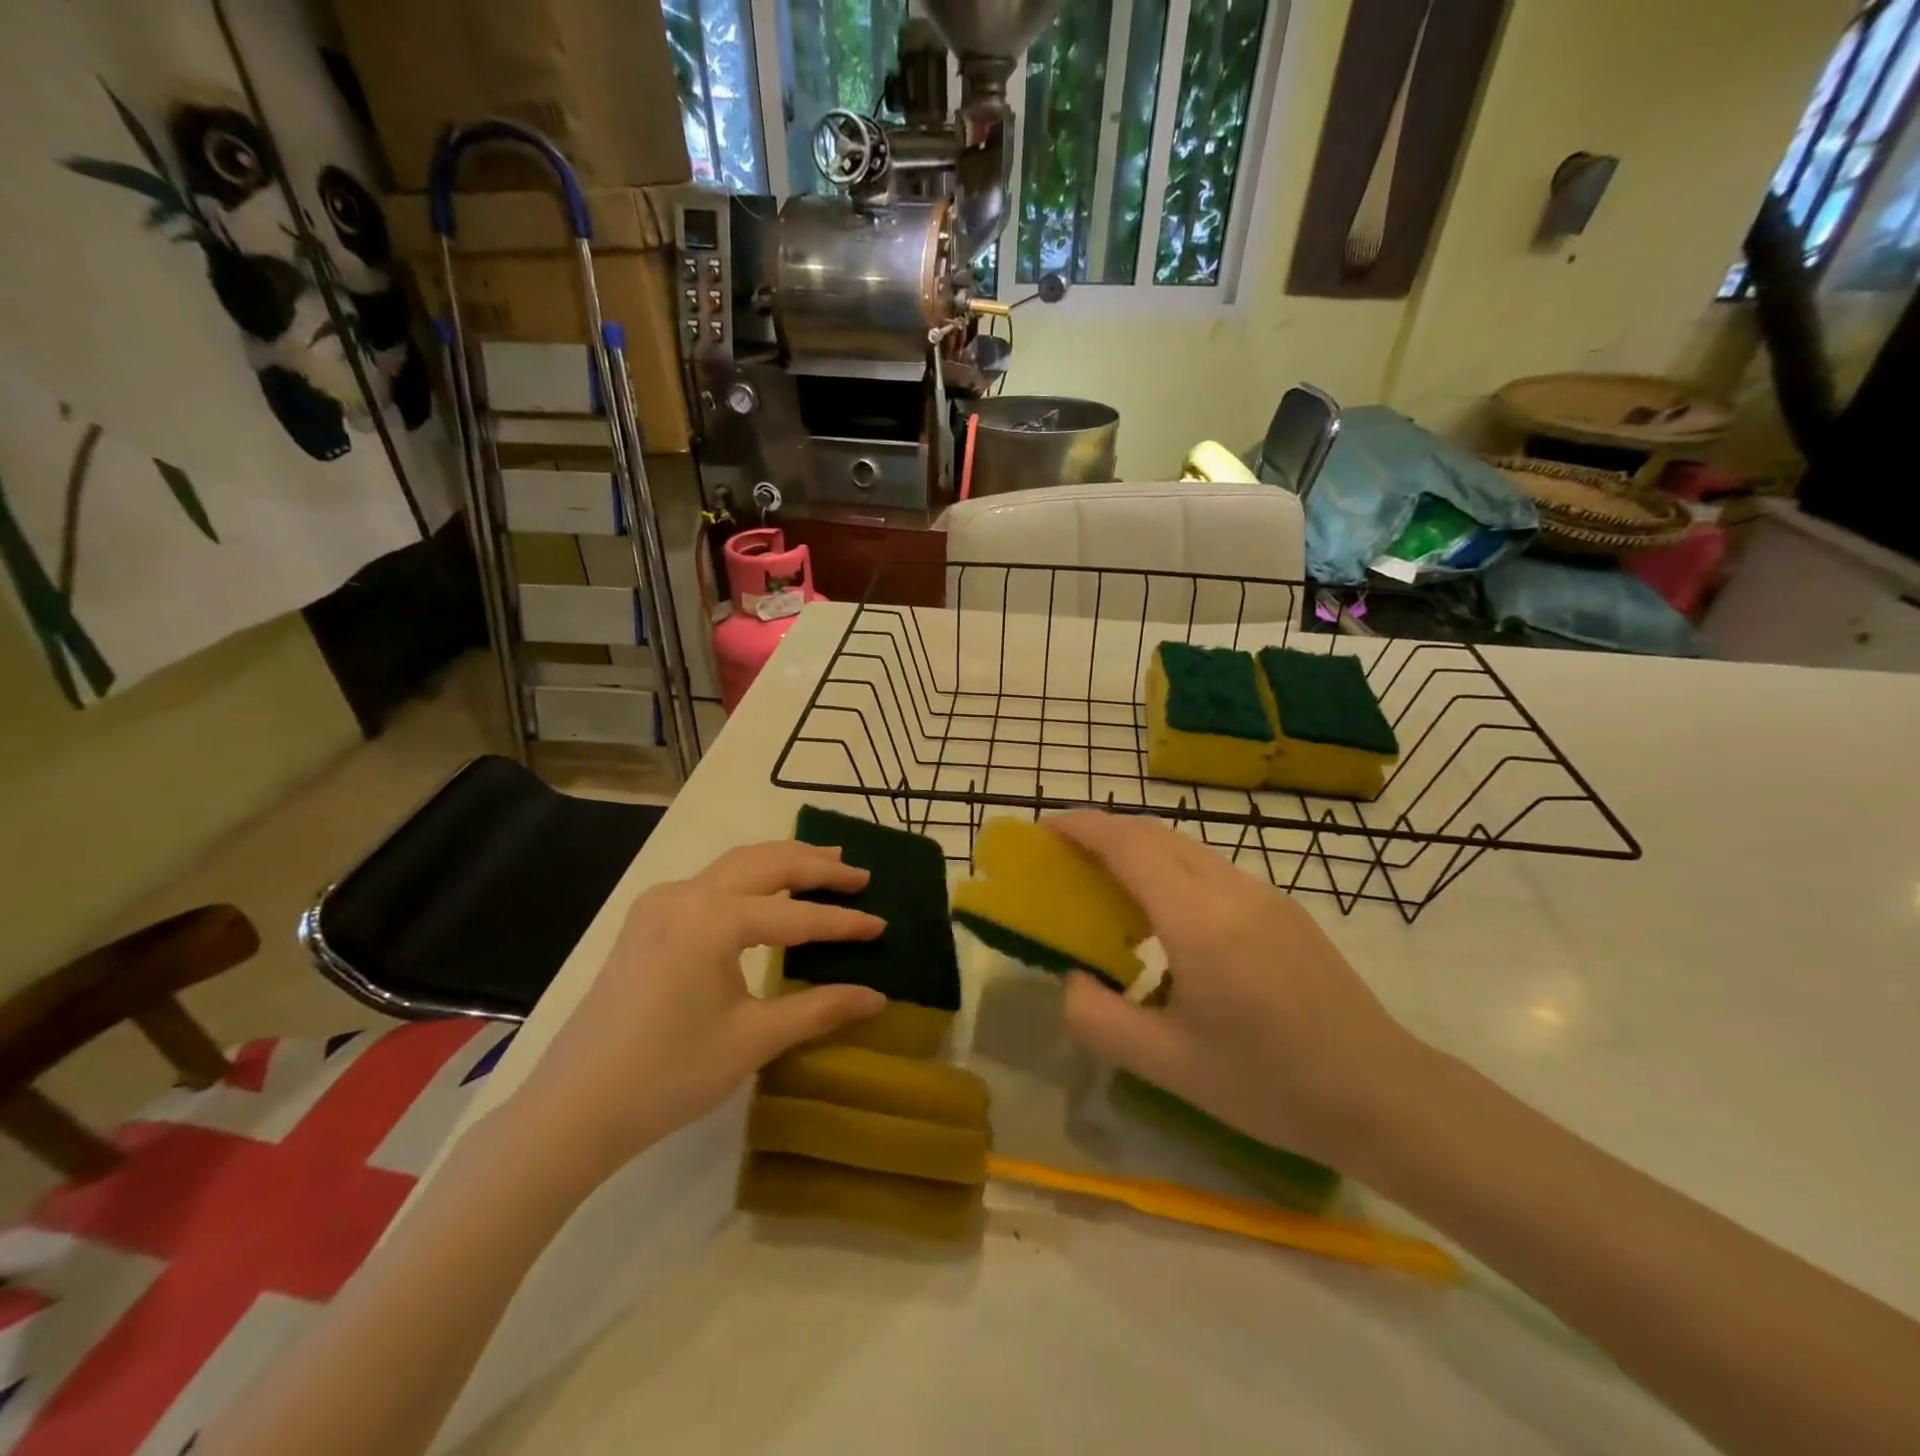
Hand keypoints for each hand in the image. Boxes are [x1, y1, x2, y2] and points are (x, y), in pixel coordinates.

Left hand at [505, 840, 886, 1184]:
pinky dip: (750, 876)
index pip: (795, 915)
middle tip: (860, 875)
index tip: (882, 925)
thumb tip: (877, 997)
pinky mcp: (646, 920)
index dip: (842, 922)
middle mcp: (685, 894)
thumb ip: (818, 1009)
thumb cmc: (667, 1076)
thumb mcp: (752, 1041)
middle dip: (817, 866)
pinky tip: (768, 891)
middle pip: (766, 863)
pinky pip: (711, 881)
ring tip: (826, 863)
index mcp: (712, 920)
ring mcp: (660, 903)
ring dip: (784, 861)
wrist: (571, 1111)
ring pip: (736, 864)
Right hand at [1050, 812, 1424, 1171]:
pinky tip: (1164, 916)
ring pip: (1186, 848)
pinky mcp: (1283, 908)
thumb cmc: (1270, 1085)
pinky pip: (1211, 869)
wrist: (1383, 1095)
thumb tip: (1072, 979)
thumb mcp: (1167, 1065)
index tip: (1045, 828)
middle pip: (1155, 834)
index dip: (1083, 828)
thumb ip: (1099, 1018)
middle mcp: (1231, 889)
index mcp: (1198, 921)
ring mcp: (1263, 893)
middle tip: (1064, 855)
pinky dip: (1170, 869)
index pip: (1129, 846)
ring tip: (1106, 883)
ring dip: (1138, 849)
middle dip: (1104, 831)